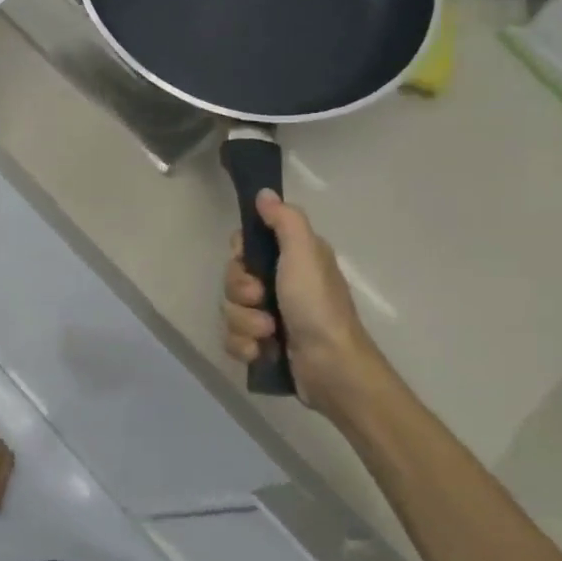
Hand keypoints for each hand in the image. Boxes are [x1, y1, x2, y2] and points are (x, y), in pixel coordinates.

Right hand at [222, 190, 394, 420]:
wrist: (331, 367)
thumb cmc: (317, 305)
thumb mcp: (304, 253)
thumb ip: (284, 220)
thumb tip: (265, 192)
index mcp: (291, 260)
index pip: (245, 247)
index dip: (239, 255)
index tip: (247, 261)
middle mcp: (280, 285)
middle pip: (232, 279)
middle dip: (241, 293)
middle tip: (261, 300)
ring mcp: (269, 317)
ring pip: (230, 310)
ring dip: (244, 323)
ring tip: (268, 333)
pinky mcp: (263, 345)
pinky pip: (233, 338)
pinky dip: (244, 346)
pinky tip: (261, 352)